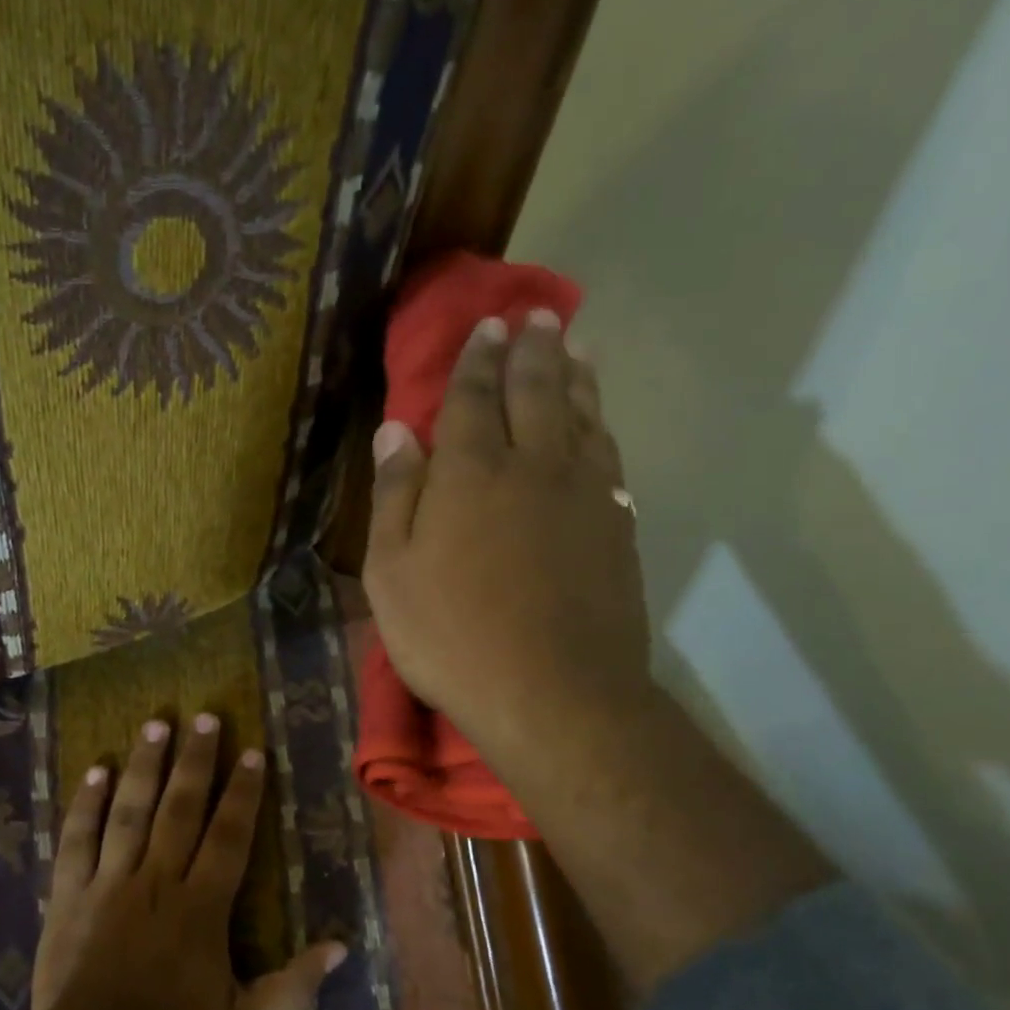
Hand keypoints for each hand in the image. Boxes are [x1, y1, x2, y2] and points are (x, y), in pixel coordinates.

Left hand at [26, 713, 346, 1009]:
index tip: (253, 753)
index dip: (243, 792)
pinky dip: (86, 804)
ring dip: (144, 765)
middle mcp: (158, 881)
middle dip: (197, 760)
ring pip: (130, 811)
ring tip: (157, 724)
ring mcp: (110, 883)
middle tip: (206, 717)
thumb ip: (295, 984)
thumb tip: (343, 946)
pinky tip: (95, 770)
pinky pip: (77, 840)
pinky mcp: (69, 894)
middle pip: (181, 808)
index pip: (229, 835)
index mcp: (202, 907)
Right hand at [361, 309, 652, 764]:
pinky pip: (609, 457)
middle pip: (538, 391)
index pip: (475, 397)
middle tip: (537, 316)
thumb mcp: (392, 574)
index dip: (479, 359)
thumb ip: (395, 497)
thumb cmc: (453, 636)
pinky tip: (599, 424)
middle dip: (534, 349)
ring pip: (583, 416)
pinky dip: (602, 427)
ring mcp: (584, 494)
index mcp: (471, 472)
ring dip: (577, 376)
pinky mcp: (617, 526)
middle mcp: (533, 465)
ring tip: (576, 347)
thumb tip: (396, 432)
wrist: (554, 693)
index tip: (489, 326)